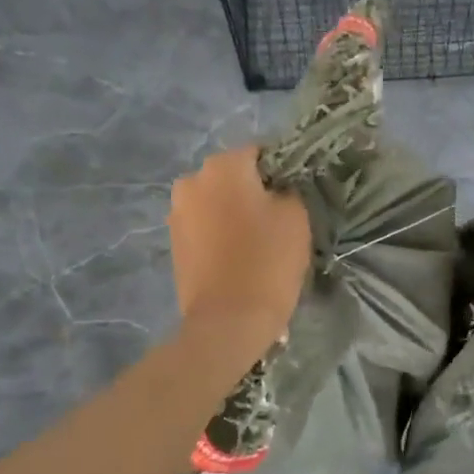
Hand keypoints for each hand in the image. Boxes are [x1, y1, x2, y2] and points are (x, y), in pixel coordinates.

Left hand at [168, 146, 310, 352]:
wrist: (228, 321)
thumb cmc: (267, 261)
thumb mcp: (296, 215)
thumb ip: (290, 187)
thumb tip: (280, 185)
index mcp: (223, 165)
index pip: (261, 152)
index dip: (284, 170)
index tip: (298, 194)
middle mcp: (193, 180)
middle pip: (235, 175)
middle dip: (256, 190)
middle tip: (282, 217)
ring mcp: (178, 211)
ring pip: (219, 200)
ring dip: (237, 211)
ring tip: (261, 238)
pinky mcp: (175, 241)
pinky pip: (206, 224)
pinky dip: (222, 231)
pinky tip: (240, 253)